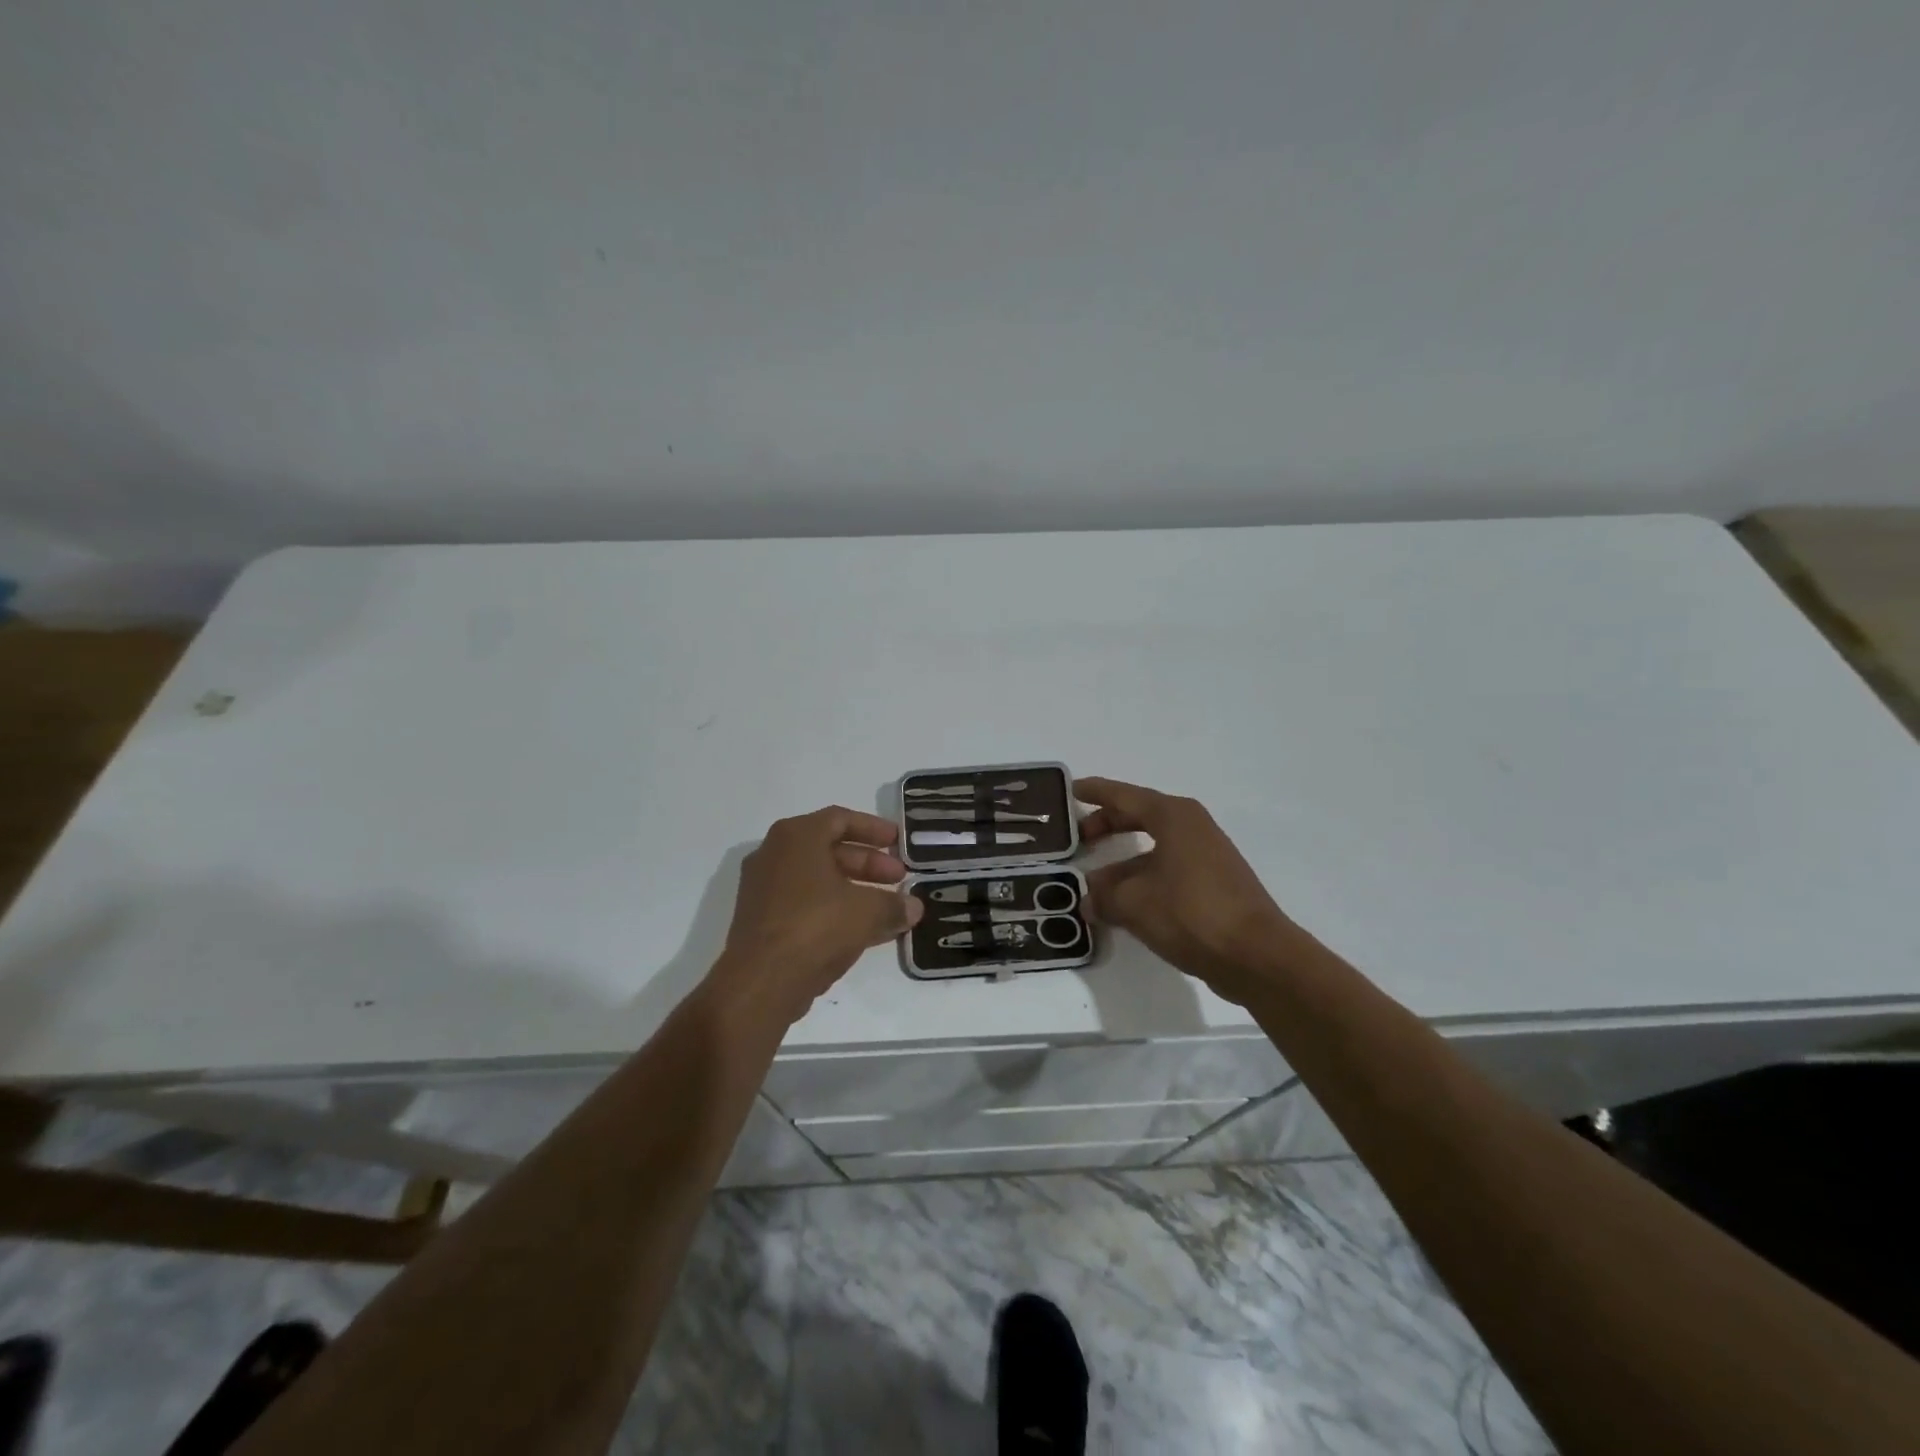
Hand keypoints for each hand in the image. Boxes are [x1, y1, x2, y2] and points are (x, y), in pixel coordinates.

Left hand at [710, 807, 923, 1027]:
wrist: (761, 982)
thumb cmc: (816, 926)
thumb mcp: (867, 912)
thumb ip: (894, 905)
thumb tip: (913, 907)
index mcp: (796, 837)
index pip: (840, 819)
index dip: (873, 828)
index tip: (898, 841)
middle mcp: (774, 855)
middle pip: (829, 849)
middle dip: (868, 863)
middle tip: (899, 879)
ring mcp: (764, 889)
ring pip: (818, 880)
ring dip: (855, 889)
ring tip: (888, 907)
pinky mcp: (762, 921)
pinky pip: (806, 904)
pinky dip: (835, 909)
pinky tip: (865, 930)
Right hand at [1077, 777, 1302, 1004]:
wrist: (1256, 955)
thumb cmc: (1191, 913)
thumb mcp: (1134, 904)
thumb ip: (1104, 897)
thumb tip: (1088, 900)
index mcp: (1173, 817)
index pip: (1124, 796)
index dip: (1095, 792)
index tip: (1071, 789)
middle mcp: (1192, 827)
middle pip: (1140, 816)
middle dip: (1107, 824)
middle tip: (1078, 837)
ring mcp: (1206, 855)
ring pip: (1154, 847)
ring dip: (1123, 861)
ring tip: (1093, 883)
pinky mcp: (1214, 883)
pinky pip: (1168, 869)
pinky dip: (1143, 878)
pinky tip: (1123, 904)